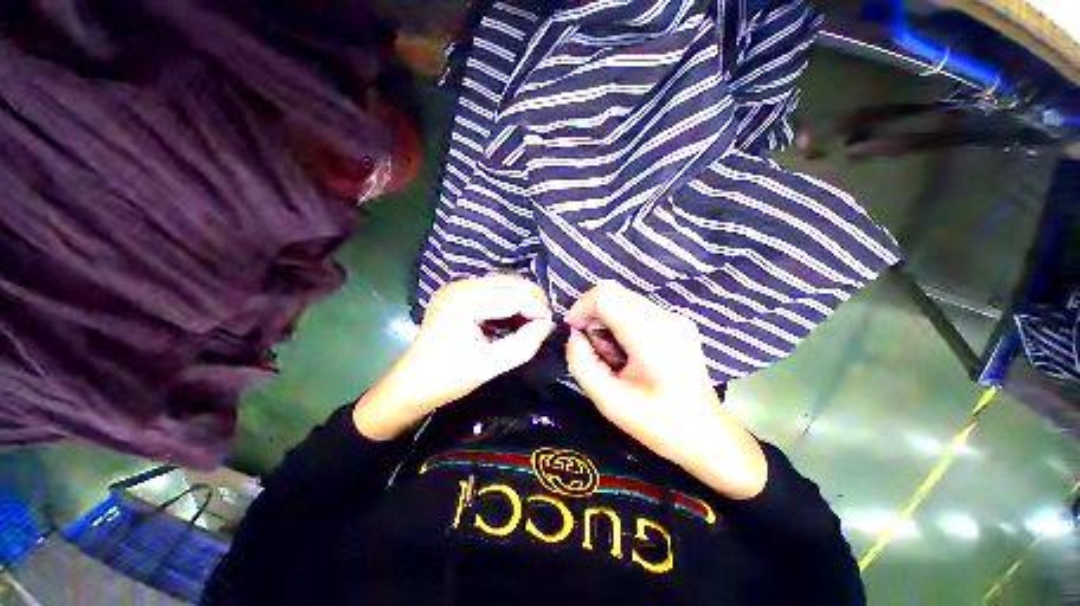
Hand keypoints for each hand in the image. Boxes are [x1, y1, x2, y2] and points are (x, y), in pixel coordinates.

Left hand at [354, 275, 553, 439]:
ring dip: (524, 299)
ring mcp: (459, 287)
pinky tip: (516, 317)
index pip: (515, 296)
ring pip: (505, 283)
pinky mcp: (460, 293)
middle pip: (511, 282)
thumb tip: (549, 325)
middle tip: (545, 323)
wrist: (411, 384)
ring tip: (534, 321)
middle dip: (533, 301)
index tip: (550, 328)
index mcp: (464, 302)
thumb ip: (523, 345)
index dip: (538, 309)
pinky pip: (495, 289)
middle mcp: (461, 286)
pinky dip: (510, 301)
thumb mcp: (489, 366)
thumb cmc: (446, 379)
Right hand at [565, 281, 766, 498]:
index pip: (606, 295)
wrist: (706, 435)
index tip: (575, 333)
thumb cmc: (659, 424)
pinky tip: (626, 352)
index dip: (582, 307)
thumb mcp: (609, 402)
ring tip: (612, 355)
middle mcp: (666, 317)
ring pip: (623, 300)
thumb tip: (574, 336)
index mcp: (653, 336)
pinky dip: (619, 324)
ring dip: (606, 321)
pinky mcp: (676, 322)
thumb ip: (582, 364)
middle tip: (593, 348)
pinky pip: (635, 310)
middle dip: (592, 316)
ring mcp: (674, 317)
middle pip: (614, 293)